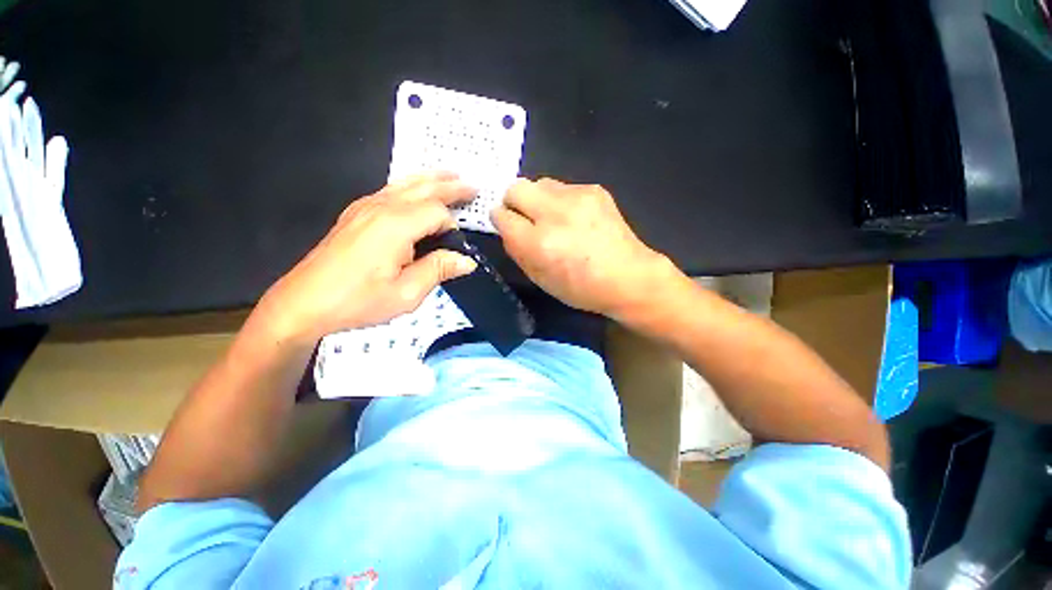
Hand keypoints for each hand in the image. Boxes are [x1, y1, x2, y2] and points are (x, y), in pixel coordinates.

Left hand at [258, 172, 477, 343]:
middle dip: (450, 187)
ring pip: (405, 184)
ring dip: (430, 179)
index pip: (437, 212)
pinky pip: (389, 190)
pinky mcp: (355, 214)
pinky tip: (414, 190)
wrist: (303, 302)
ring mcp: (364, 207)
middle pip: (423, 188)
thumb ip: (438, 270)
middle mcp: (381, 208)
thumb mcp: (406, 293)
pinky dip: (409, 185)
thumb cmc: (357, 301)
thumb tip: (467, 261)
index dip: (453, 227)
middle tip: (472, 186)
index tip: (457, 249)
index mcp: (396, 226)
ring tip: (450, 175)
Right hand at [492, 178, 674, 316]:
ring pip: (539, 183)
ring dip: (538, 199)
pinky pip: (563, 187)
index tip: (507, 225)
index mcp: (538, 243)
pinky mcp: (594, 189)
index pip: (501, 216)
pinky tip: (575, 218)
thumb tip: (507, 227)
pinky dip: (561, 200)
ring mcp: (576, 197)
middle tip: (525, 218)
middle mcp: (554, 214)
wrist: (629, 277)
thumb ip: (517, 251)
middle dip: (513, 202)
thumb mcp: (540, 279)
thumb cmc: (581, 288)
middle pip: (515, 188)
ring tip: (553, 218)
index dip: (501, 220)